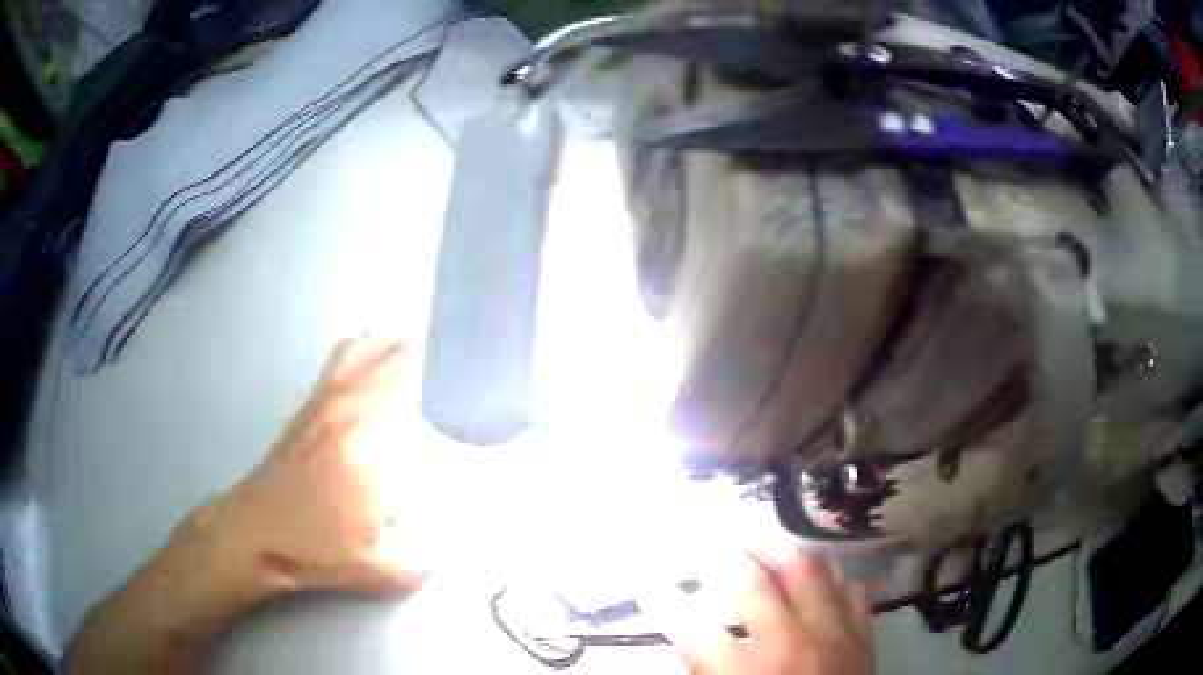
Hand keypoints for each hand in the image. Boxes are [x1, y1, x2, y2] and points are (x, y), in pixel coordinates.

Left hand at [67, 336, 424, 673]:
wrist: (253, 531)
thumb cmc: (310, 546)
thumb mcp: (375, 567)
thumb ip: (419, 560)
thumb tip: (445, 551)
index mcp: (363, 440)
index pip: (413, 387)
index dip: (447, 379)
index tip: (470, 386)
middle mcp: (344, 407)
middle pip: (392, 357)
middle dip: (431, 354)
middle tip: (459, 365)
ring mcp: (323, 401)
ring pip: (364, 350)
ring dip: (396, 343)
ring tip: (425, 348)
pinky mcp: (308, 407)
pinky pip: (341, 360)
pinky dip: (365, 348)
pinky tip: (375, 356)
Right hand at [664, 552, 873, 674]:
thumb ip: (707, 669)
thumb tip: (689, 633)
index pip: (694, 629)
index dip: (664, 604)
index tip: (649, 587)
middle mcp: (792, 647)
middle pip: (752, 583)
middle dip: (717, 559)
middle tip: (700, 547)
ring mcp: (836, 633)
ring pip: (807, 569)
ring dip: (775, 549)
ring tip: (754, 542)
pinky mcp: (864, 632)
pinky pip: (849, 585)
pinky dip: (828, 573)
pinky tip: (812, 571)